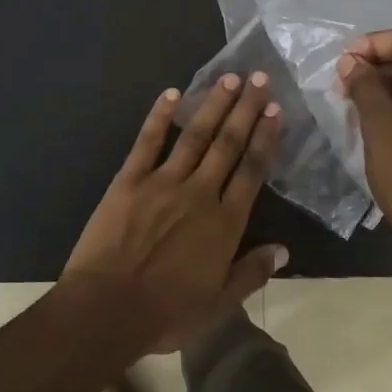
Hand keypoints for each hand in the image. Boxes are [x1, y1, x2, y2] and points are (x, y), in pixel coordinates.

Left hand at [61, 72, 283, 351]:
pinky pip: (147, 142)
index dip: (265, 138)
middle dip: (245, 109)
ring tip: (229, 77)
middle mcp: (199, 193)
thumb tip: (284, 250)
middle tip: (260, 78)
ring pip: (195, 136)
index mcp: (224, 224)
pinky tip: (171, 94)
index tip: (275, 111)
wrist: (106, 310)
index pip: (251, 171)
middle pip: (228, 144)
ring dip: (213, 104)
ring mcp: (163, 182)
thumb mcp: (218, 305)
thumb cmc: (165, 314)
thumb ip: (251, 274)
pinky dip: (159, 116)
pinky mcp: (129, 180)